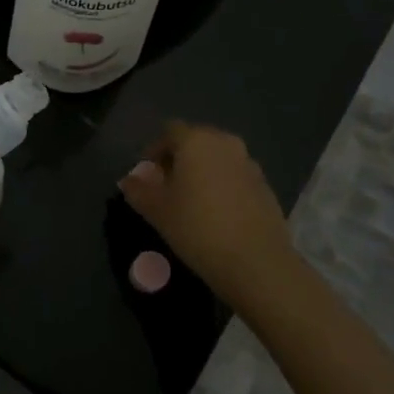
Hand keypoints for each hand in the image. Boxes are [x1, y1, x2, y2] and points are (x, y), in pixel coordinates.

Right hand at [119, 121, 297, 308]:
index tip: (148, 175)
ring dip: (202, 172)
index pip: (169, 131)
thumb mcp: (157, 211)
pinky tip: (217, 214)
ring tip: (192, 202)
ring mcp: (249, 163)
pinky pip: (236, 176)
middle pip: (196, 141)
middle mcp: (225, 143)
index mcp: (196, 141)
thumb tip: (128, 180)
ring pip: (217, 158)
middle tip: (167, 187)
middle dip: (179, 159)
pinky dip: (223, 186)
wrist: (256, 261)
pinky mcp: (265, 185)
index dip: (155, 150)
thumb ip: (138, 191)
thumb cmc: (198, 228)